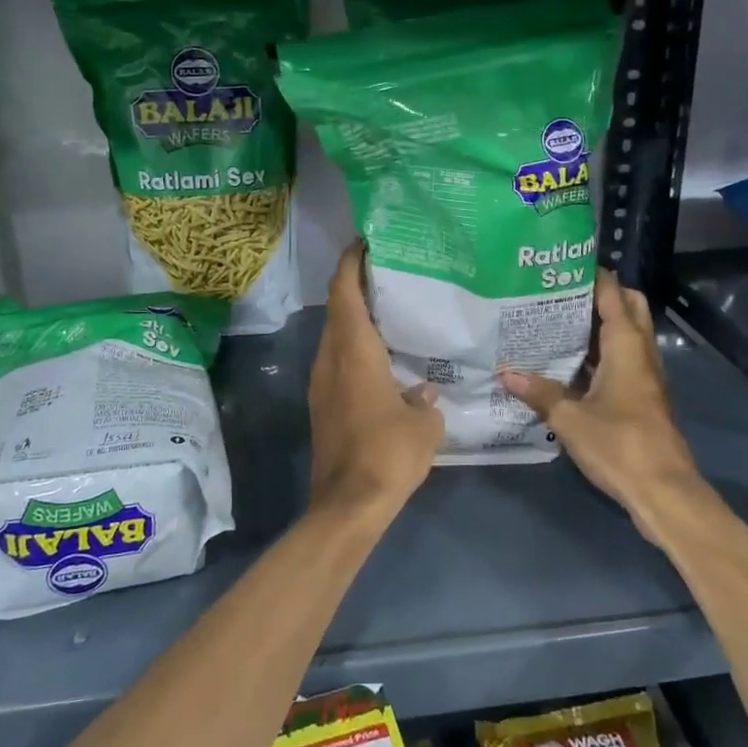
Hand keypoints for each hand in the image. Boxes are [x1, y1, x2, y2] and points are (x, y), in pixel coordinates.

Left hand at [307, 242, 442, 521]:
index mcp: (353, 351)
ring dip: (356, 317)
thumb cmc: (388, 454)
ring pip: (336, 336)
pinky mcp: (323, 405)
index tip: (366, 241)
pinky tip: (385, 357)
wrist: (347, 505)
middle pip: (337, 308)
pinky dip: (356, 346)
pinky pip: (338, 361)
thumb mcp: (424, 425)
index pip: (344, 291)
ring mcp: (322, 383)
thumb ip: (425, 398)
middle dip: (357, 285)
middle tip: (390, 272)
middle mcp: (331, 359)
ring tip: (391, 310)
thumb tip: (422, 390)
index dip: (352, 262)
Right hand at [500, 269, 714, 543]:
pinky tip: (570, 361)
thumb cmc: (619, 444)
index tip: (561, 265)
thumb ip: (538, 392)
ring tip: (558, 320)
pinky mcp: (642, 396)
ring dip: (600, 323)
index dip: (592, 275)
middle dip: (601, 294)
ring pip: (627, 333)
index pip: (612, 294)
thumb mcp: (569, 418)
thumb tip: (504, 372)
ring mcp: (645, 375)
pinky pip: (622, 358)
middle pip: (628, 307)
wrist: (663, 491)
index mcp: (626, 346)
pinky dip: (601, 351)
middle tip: (560, 293)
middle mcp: (640, 352)